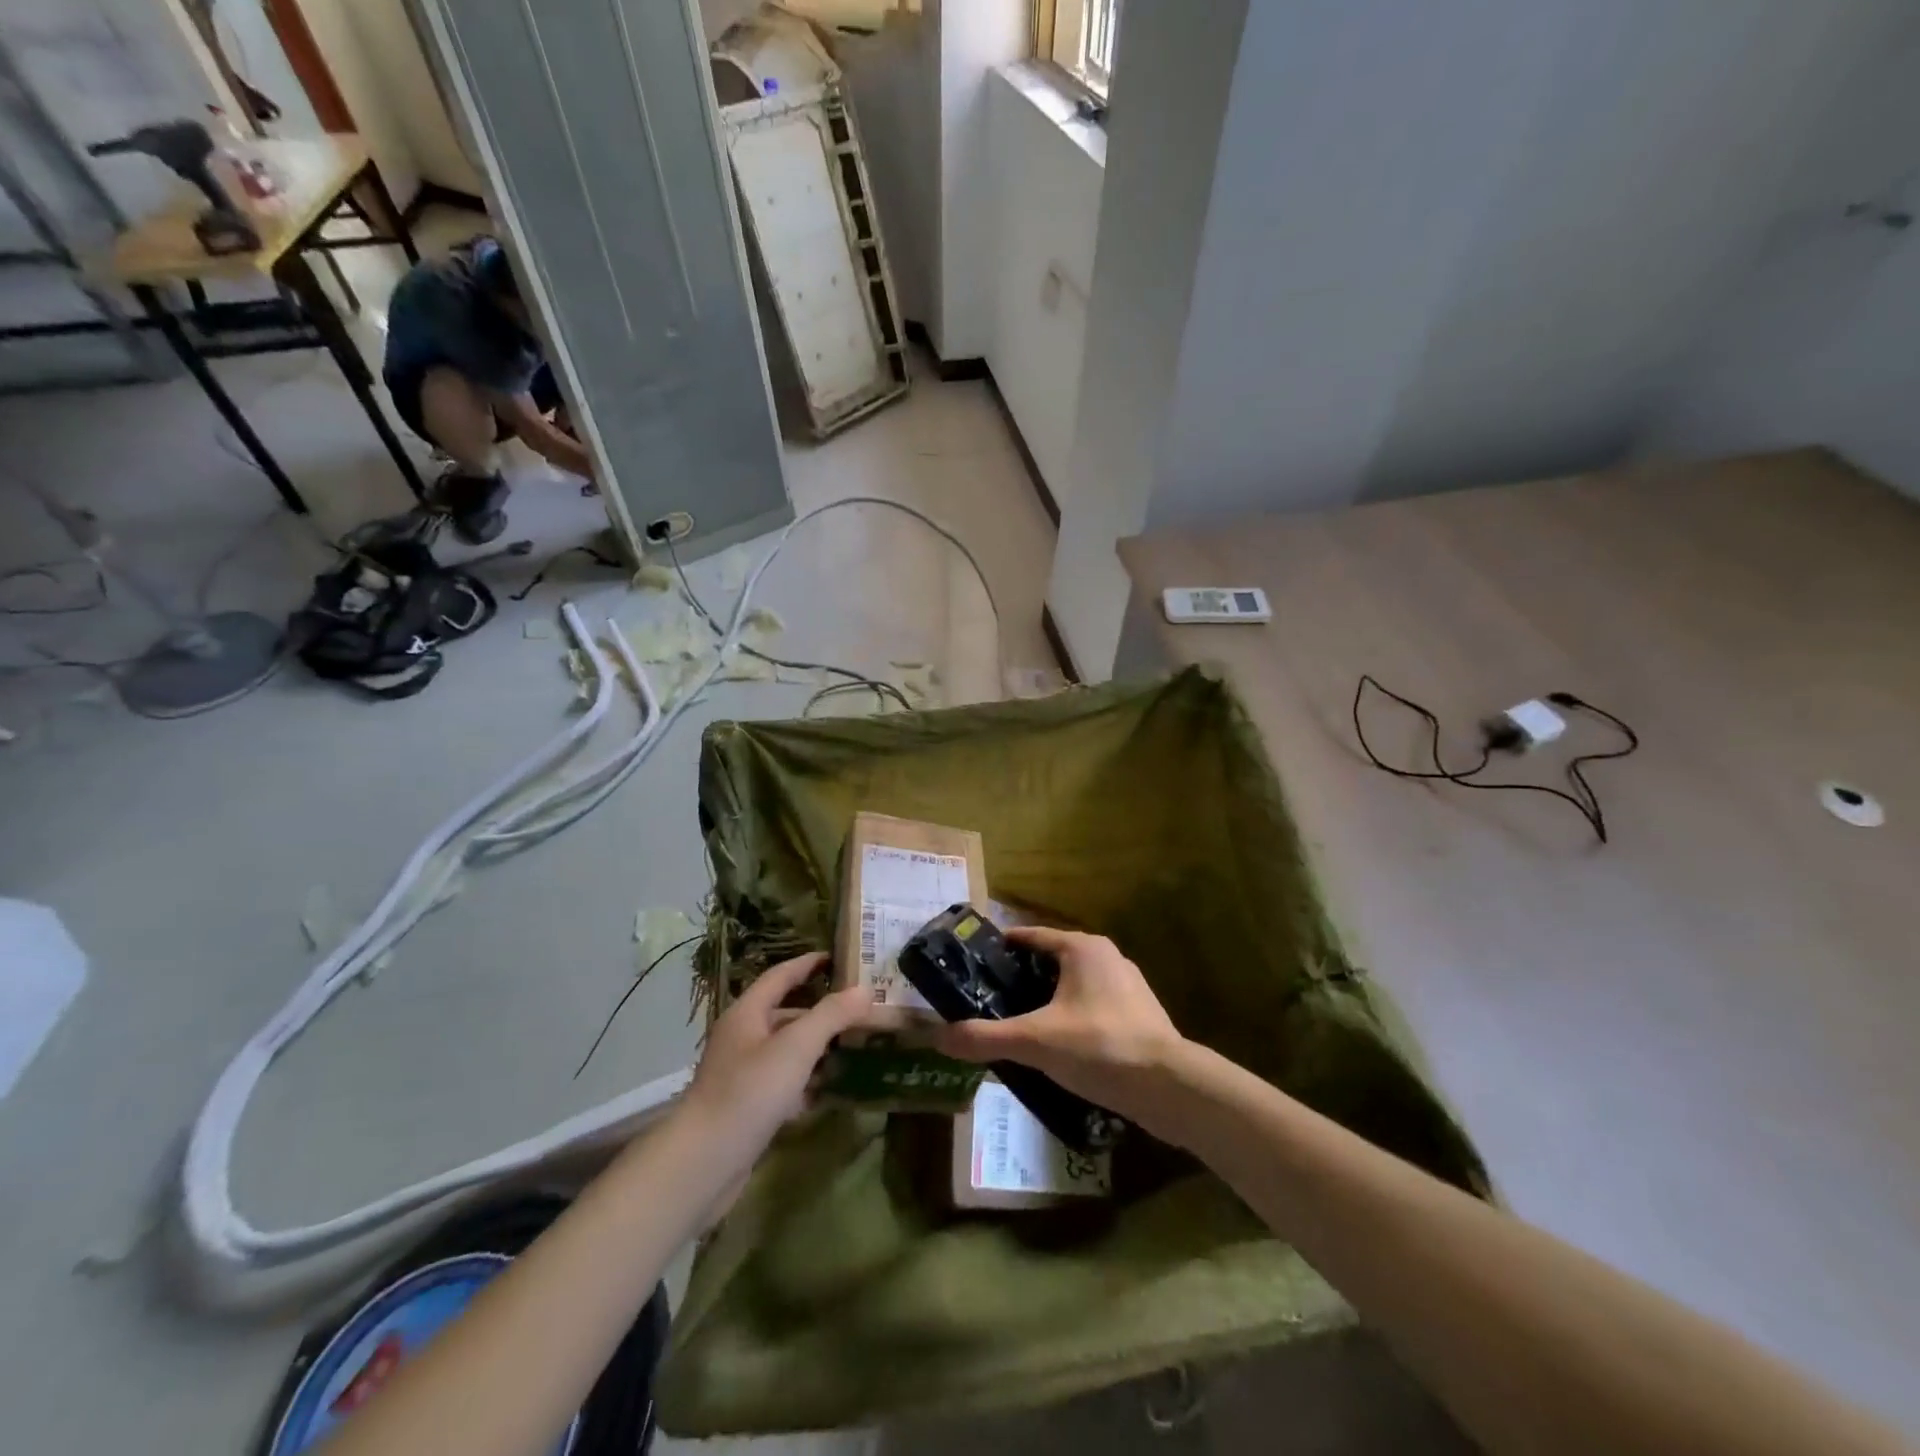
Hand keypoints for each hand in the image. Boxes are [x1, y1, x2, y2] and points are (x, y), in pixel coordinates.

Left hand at [680, 951, 873, 1159]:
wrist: (703, 1164)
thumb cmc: (749, 1093)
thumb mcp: (796, 1047)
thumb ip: (831, 1015)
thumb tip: (865, 988)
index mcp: (747, 1013)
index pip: (781, 975)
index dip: (809, 963)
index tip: (839, 956)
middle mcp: (743, 1038)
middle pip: (786, 1013)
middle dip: (821, 1009)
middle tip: (859, 1006)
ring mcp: (743, 1074)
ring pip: (787, 1050)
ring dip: (818, 1046)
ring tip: (856, 1044)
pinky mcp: (748, 1107)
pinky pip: (784, 1083)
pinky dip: (807, 1081)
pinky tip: (832, 1088)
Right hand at [930, 927, 1187, 1130]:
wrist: (1169, 1087)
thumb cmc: (1100, 1046)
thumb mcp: (1035, 1041)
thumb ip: (985, 1038)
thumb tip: (937, 1037)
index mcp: (1082, 948)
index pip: (1031, 936)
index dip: (1000, 947)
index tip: (973, 962)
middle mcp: (1106, 957)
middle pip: (1051, 960)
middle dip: (1020, 978)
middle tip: (987, 999)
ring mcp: (1127, 986)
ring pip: (1073, 986)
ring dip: (1046, 1001)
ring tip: (1016, 1024)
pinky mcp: (1138, 1015)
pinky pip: (1092, 1008)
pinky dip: (1070, 1019)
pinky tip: (1056, 1048)